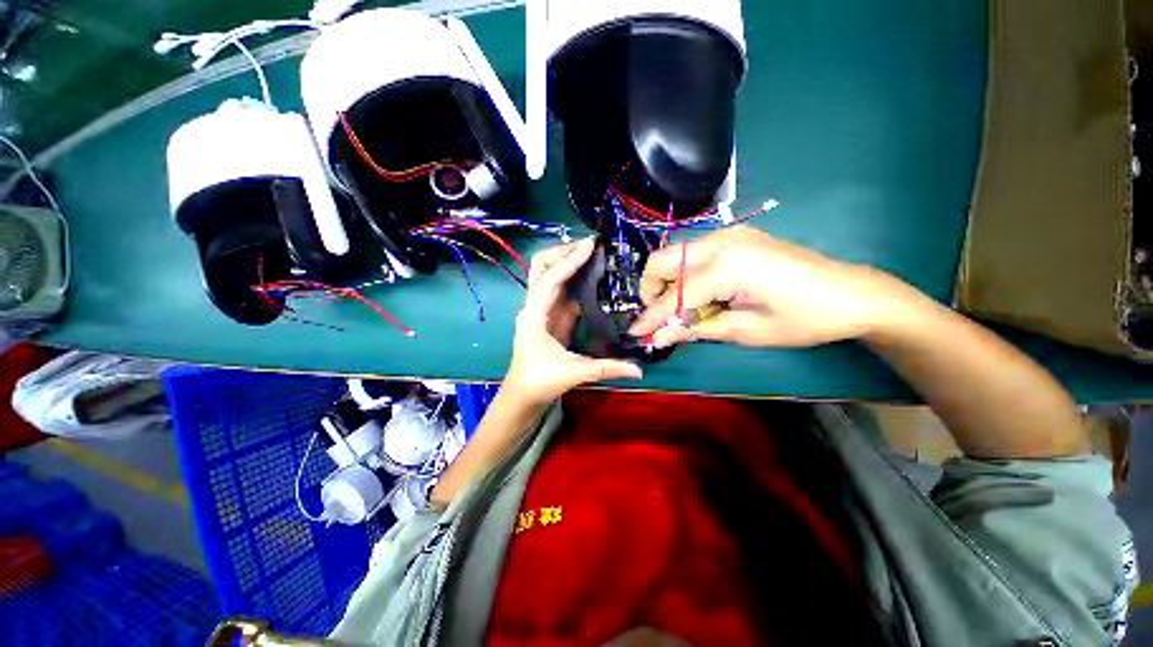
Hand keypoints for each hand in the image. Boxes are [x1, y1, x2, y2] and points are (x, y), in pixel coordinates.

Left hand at [505, 238, 642, 405]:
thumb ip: (606, 369)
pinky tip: (591, 275)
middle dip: (562, 252)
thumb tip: (638, 370)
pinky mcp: (550, 315)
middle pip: (541, 267)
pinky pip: (561, 289)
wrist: (522, 395)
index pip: (550, 280)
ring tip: (592, 253)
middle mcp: (534, 306)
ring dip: (567, 261)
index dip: (569, 261)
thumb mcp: (573, 373)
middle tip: (589, 247)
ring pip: (549, 274)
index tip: (590, 246)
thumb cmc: (540, 382)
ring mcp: (541, 309)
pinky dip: (573, 277)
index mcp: (534, 315)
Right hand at [629, 226, 909, 348]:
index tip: (634, 332)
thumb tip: (658, 335)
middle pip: (663, 259)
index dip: (651, 316)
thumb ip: (696, 329)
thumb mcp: (746, 331)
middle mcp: (722, 241)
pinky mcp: (736, 236)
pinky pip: (694, 251)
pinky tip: (701, 292)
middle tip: (659, 314)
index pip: (674, 295)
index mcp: (728, 266)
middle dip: (651, 289)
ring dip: (667, 280)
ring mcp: (729, 234)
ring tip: (681, 307)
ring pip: (675, 253)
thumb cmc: (803, 319)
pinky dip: (685, 272)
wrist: (851, 293)